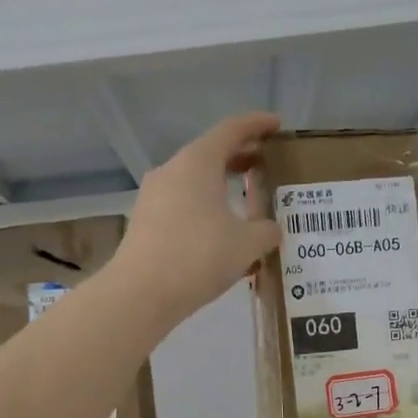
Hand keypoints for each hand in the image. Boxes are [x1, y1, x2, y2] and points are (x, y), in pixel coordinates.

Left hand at [114, 111, 281, 326]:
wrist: (141, 293)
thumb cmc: (199, 256)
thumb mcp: (247, 244)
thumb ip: (266, 232)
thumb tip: (271, 230)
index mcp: (198, 162)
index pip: (231, 130)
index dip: (257, 124)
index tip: (277, 125)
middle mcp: (171, 171)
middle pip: (210, 154)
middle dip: (239, 157)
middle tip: (265, 166)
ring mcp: (153, 197)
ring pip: (193, 182)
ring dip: (219, 187)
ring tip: (244, 203)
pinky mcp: (144, 222)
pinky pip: (181, 205)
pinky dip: (203, 209)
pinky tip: (218, 234)